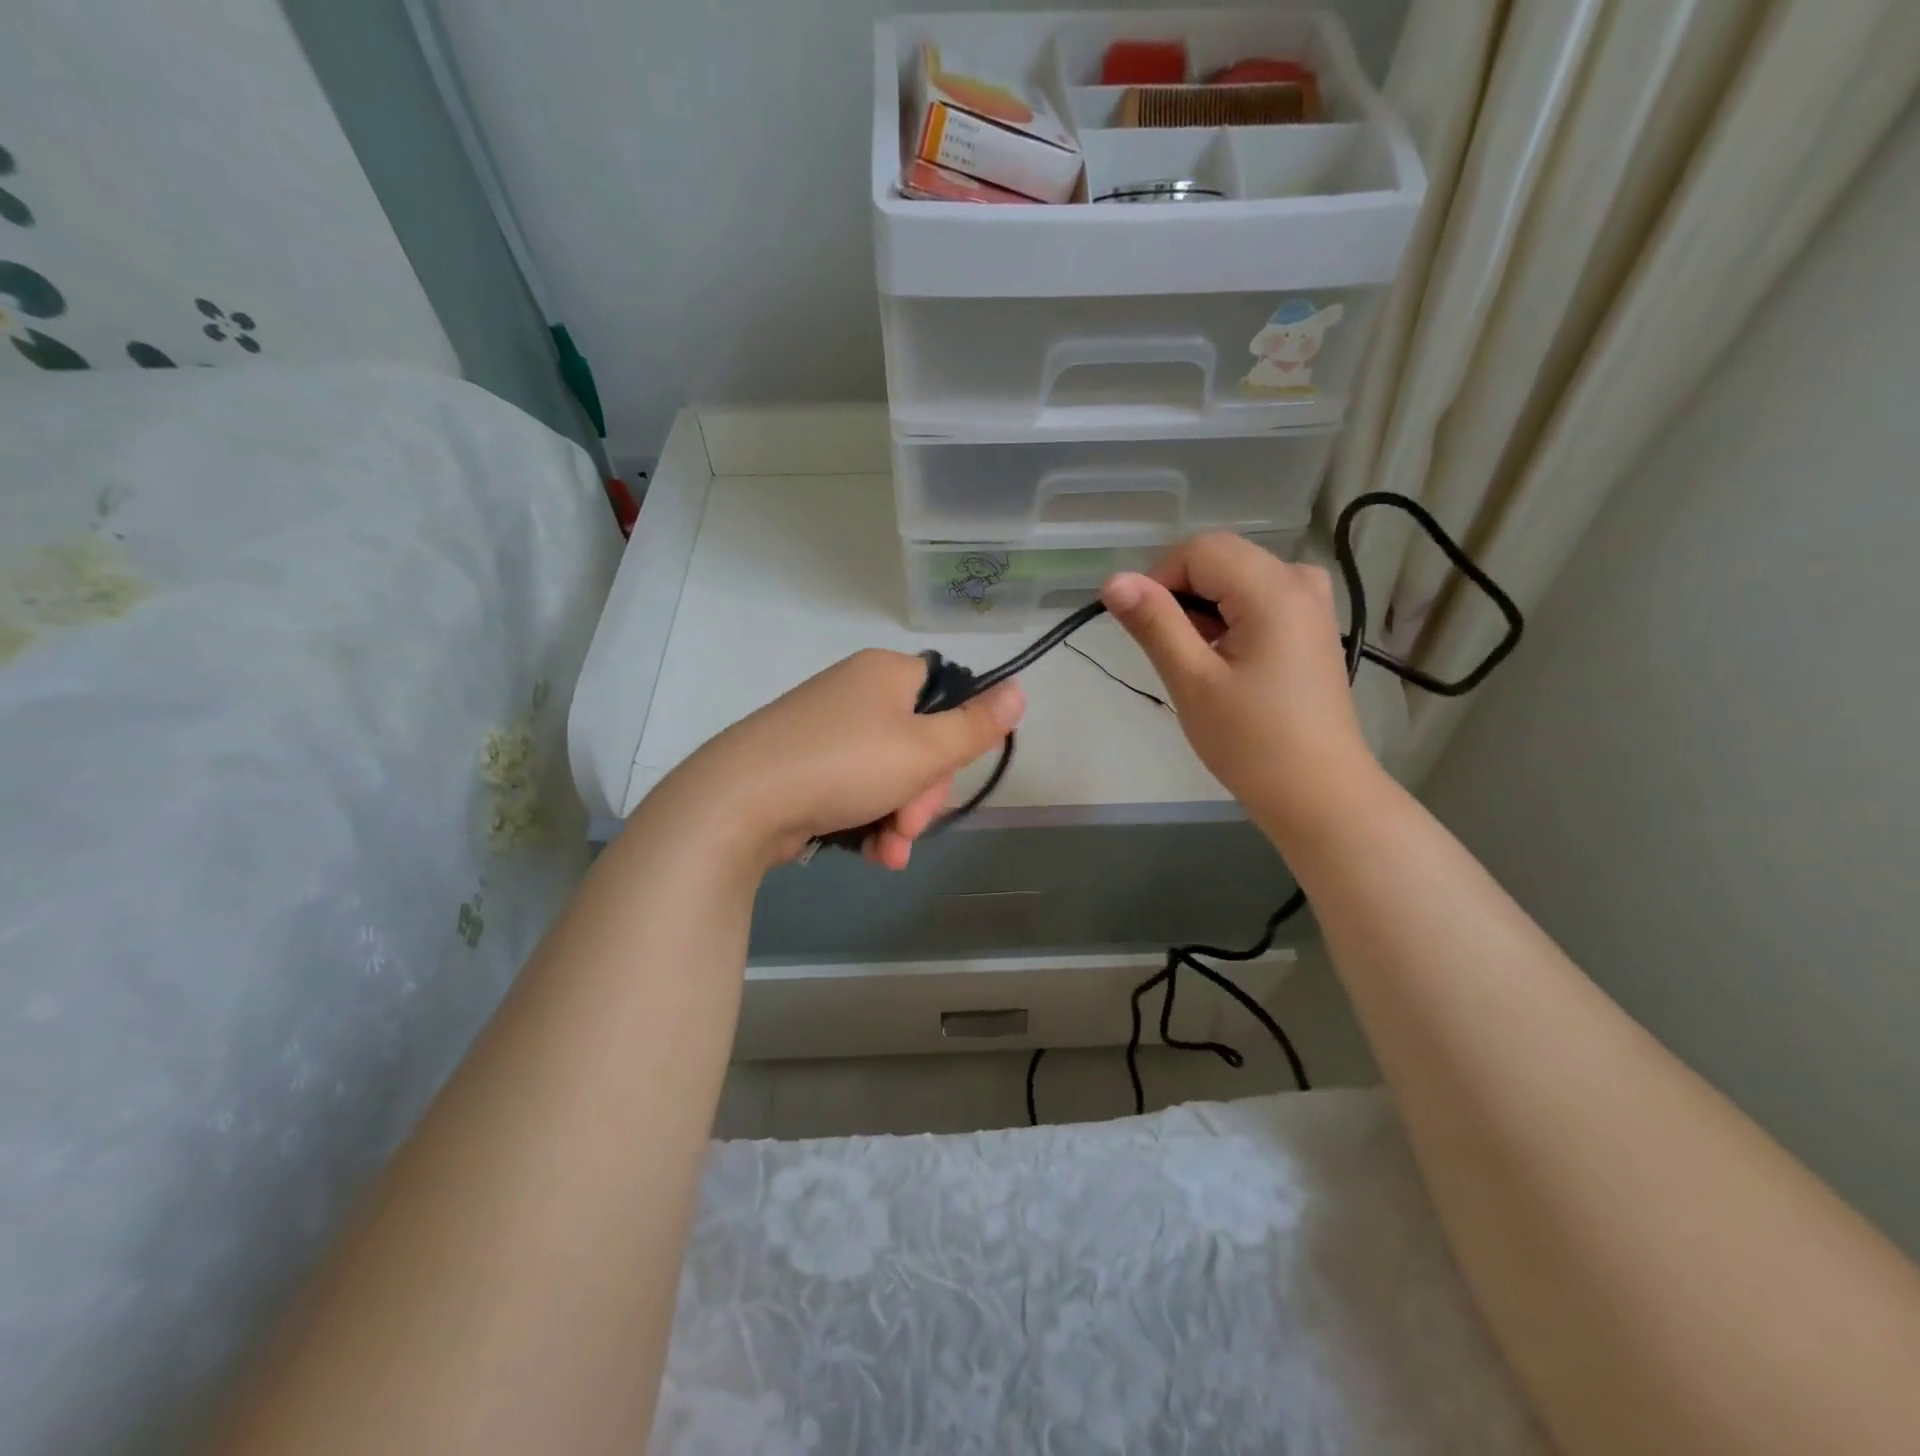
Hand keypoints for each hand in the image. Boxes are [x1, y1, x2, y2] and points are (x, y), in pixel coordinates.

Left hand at [671, 649, 1024, 871]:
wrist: (738, 802)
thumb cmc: (844, 765)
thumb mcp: (925, 750)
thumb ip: (977, 725)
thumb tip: (1020, 688)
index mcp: (886, 673)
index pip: (946, 698)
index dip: (954, 744)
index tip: (942, 779)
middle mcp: (855, 693)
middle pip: (917, 743)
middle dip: (921, 796)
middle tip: (908, 827)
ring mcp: (824, 729)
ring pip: (887, 775)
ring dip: (898, 820)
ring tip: (888, 853)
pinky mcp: (801, 764)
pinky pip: (853, 789)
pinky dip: (866, 821)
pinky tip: (868, 853)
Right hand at [1101, 533, 1376, 835]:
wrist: (1319, 794)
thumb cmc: (1251, 741)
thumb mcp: (1192, 680)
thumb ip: (1154, 623)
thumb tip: (1113, 580)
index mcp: (1274, 588)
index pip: (1199, 549)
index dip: (1160, 579)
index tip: (1144, 630)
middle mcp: (1300, 581)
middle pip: (1221, 559)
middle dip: (1182, 595)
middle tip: (1172, 653)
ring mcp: (1313, 604)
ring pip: (1237, 579)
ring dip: (1204, 609)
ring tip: (1199, 664)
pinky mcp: (1312, 628)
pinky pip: (1260, 599)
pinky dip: (1230, 619)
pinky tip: (1226, 663)